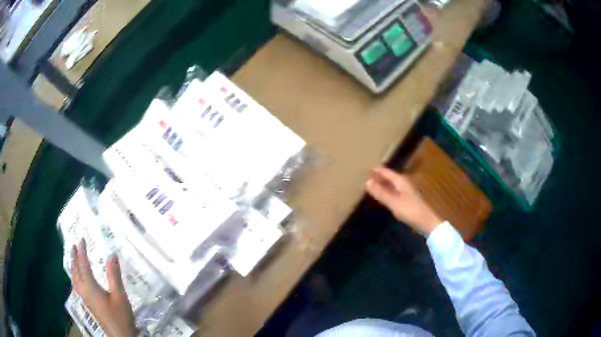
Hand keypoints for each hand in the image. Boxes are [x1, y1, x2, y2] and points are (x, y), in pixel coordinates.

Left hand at [71, 240, 135, 336]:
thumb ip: (114, 276)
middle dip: (74, 258)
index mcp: (90, 287)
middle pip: (76, 271)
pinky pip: (76, 286)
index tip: (81, 239)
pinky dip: (74, 277)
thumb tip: (111, 254)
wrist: (120, 336)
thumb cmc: (120, 316)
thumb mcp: (120, 296)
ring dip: (73, 267)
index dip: (82, 252)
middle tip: (74, 245)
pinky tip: (77, 280)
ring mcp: (85, 299)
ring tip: (73, 259)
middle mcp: (84, 291)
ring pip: (74, 279)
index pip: (83, 265)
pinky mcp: (88, 304)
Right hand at [366, 167, 442, 235]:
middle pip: (390, 177)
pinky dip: (387, 192)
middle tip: (367, 177)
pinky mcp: (407, 200)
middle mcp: (404, 183)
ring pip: (392, 185)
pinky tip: (384, 196)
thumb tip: (367, 182)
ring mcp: (406, 191)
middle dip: (379, 177)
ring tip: (372, 186)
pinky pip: (394, 192)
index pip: (387, 172)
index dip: (377, 171)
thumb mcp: (393, 202)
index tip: (366, 170)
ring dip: (383, 185)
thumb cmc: (409, 210)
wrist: (426, 221)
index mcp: (401, 181)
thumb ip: (380, 193)